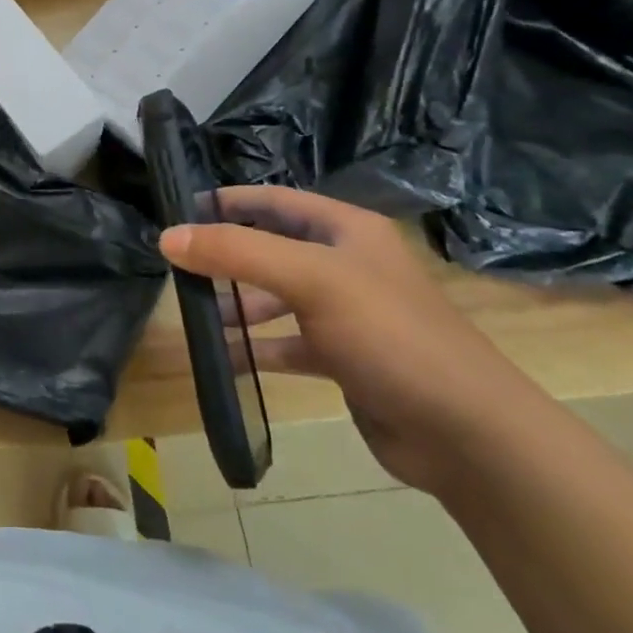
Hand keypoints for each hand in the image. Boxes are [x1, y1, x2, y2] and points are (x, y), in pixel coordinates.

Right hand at [158, 186, 537, 492]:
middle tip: (178, 269)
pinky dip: (255, 348)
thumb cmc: (389, 335)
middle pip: (272, 249)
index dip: (229, 202)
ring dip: (236, 306)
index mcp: (347, 231)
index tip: (180, 212)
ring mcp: (346, 314)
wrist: (465, 431)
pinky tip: (222, 359)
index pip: (275, 201)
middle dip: (226, 257)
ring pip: (276, 298)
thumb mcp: (310, 280)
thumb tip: (167, 237)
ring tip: (194, 317)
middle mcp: (346, 265)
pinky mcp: (343, 359)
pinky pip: (287, 343)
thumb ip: (237, 253)